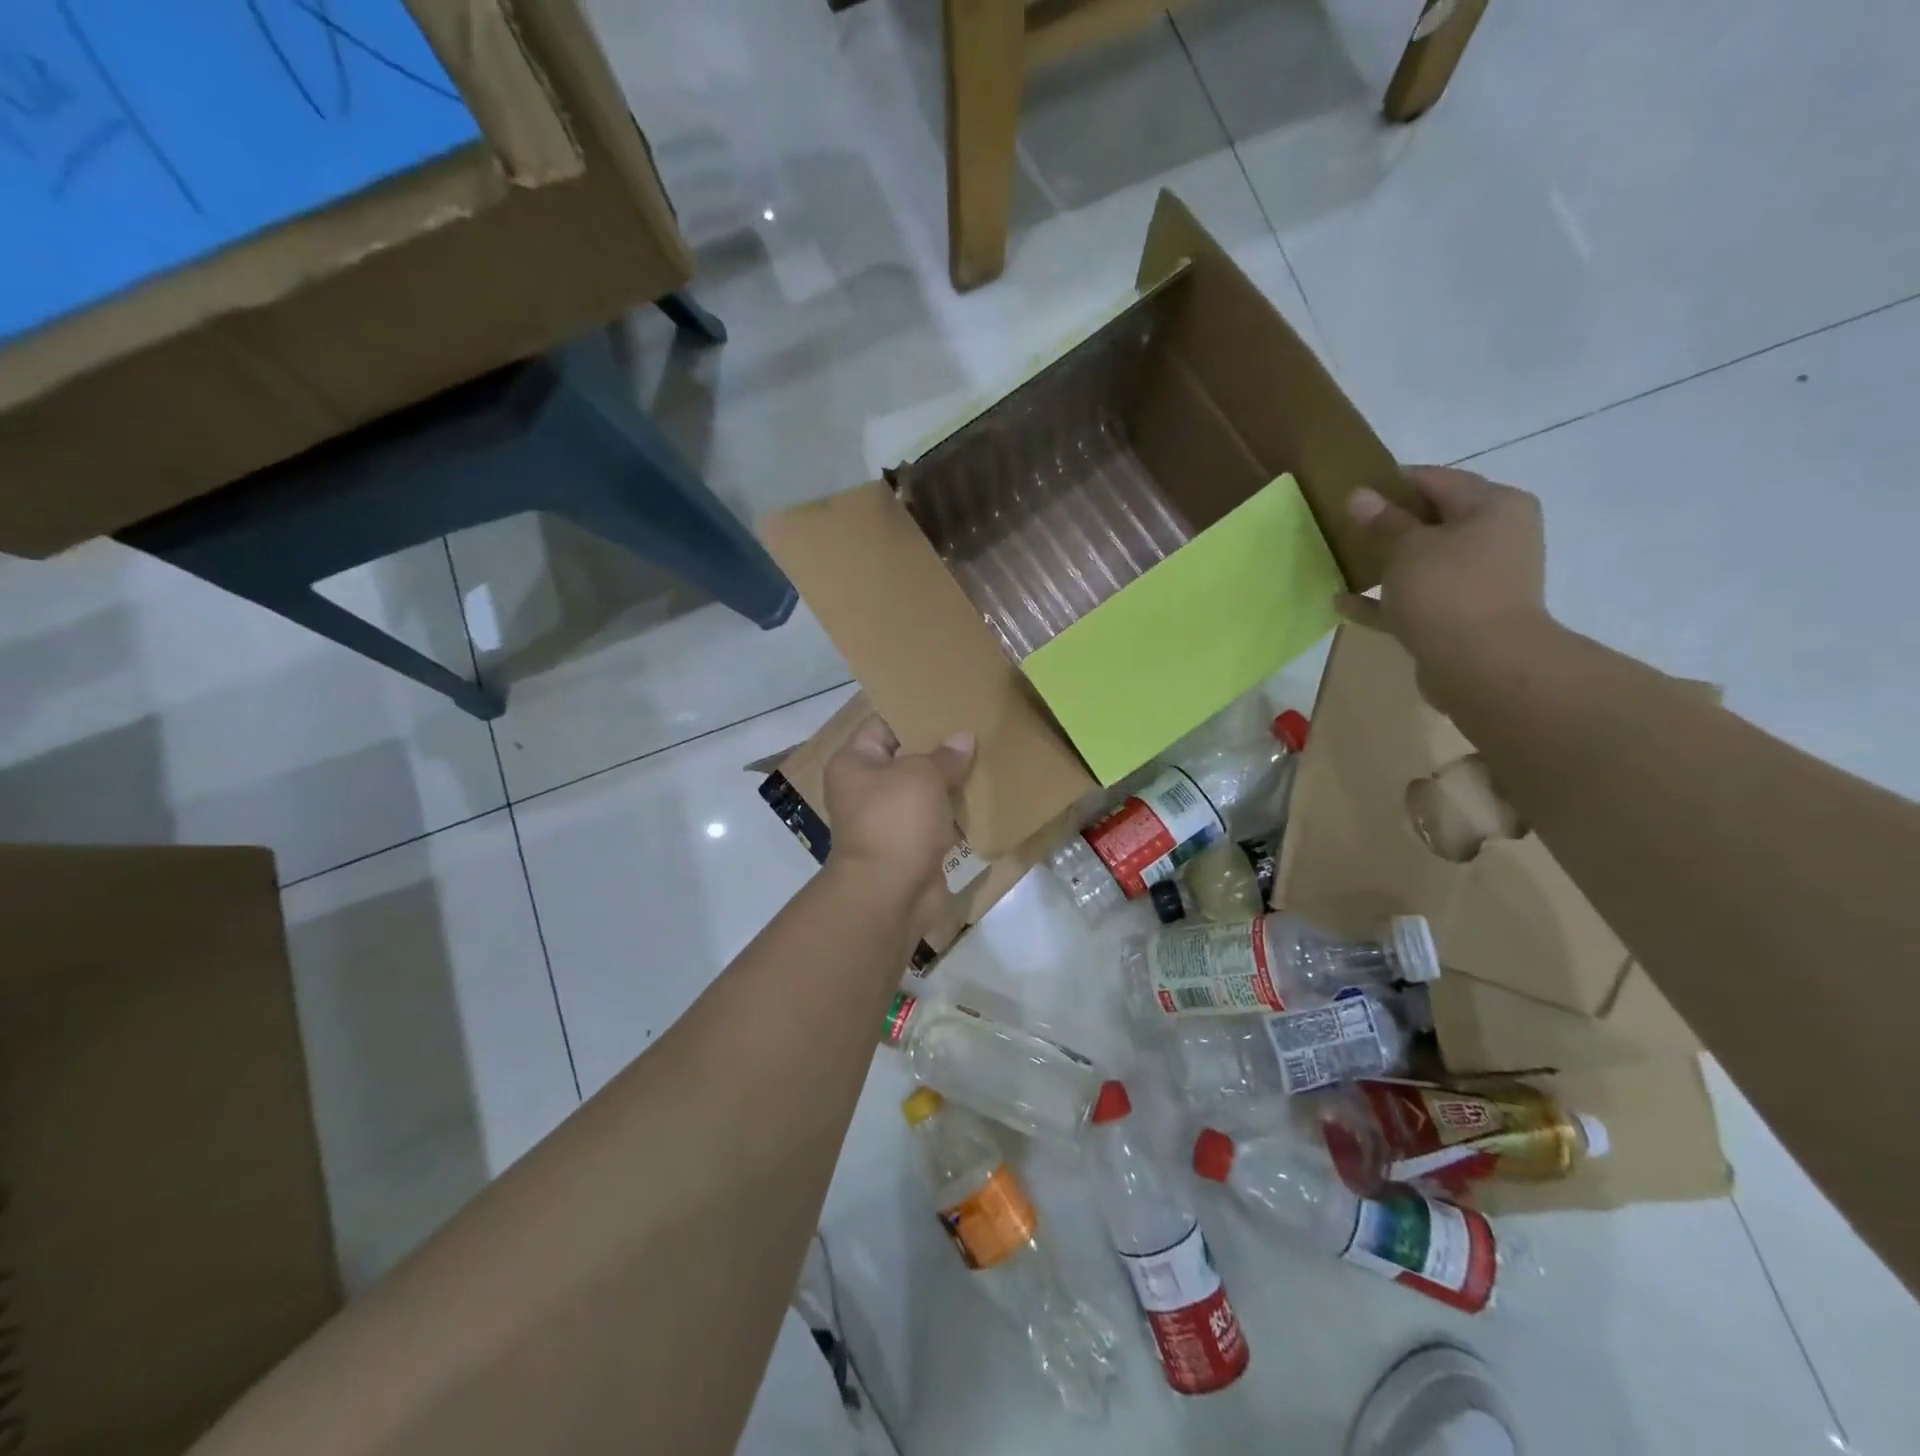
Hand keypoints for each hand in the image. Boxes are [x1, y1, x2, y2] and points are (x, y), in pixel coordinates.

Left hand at [823, 716, 974, 929]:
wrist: (890, 894)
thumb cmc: (896, 821)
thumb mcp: (922, 775)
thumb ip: (945, 755)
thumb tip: (963, 739)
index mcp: (854, 763)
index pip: (882, 725)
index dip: (914, 714)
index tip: (948, 705)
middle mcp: (865, 789)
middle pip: (905, 759)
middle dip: (939, 749)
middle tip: (975, 729)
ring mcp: (888, 820)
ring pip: (923, 792)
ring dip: (950, 783)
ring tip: (987, 758)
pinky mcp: (910, 846)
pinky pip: (935, 821)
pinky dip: (955, 814)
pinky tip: (985, 797)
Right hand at [1335, 466, 1549, 706]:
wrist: (1484, 666)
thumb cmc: (1449, 591)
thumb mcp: (1408, 548)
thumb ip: (1383, 521)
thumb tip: (1360, 495)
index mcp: (1493, 507)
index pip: (1436, 480)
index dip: (1391, 483)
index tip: (1351, 491)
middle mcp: (1495, 537)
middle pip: (1432, 521)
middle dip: (1387, 525)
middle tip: (1343, 527)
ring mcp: (1480, 580)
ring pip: (1423, 562)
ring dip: (1383, 564)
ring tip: (1341, 562)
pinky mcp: (1461, 616)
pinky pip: (1416, 599)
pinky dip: (1384, 600)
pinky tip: (1343, 604)